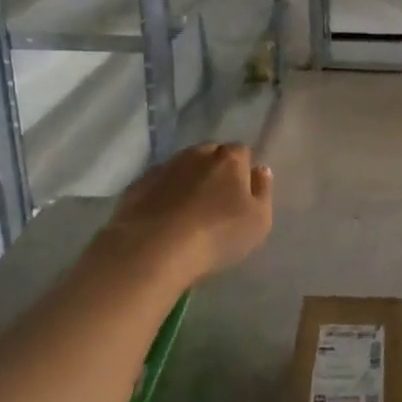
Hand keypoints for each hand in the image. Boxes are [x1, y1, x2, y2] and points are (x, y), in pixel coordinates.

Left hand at [98, 143, 272, 282]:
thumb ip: (263, 191)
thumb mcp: (259, 221)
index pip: (242, 152)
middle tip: (216, 201)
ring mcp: (164, 167)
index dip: (243, 170)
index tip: (242, 192)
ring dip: (188, 181)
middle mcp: (197, 154)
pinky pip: (158, 183)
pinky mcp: (138, 184)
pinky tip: (164, 217)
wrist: (153, 249)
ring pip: (183, 167)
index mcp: (229, 159)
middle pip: (211, 154)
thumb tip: (259, 169)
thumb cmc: (217, 235)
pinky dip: (163, 194)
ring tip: (188, 211)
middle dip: (215, 170)